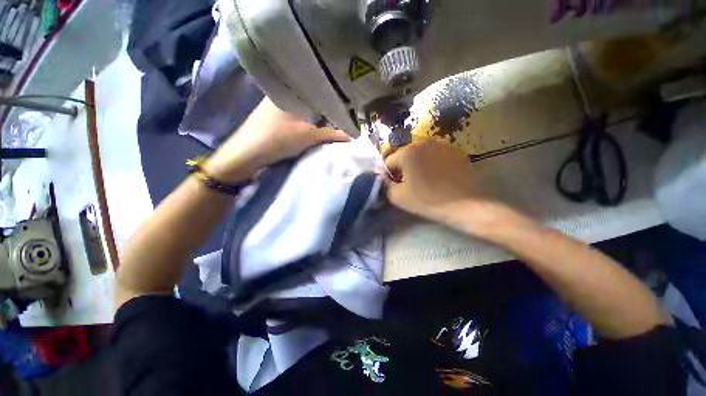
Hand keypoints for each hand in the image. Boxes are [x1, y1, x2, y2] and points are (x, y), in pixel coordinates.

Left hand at [203, 98, 348, 182]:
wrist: (246, 155)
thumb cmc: (277, 139)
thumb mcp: (308, 136)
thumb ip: (331, 134)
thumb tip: (352, 136)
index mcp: (288, 89)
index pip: (316, 88)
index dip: (332, 95)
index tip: (347, 102)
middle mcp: (282, 93)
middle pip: (311, 99)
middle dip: (326, 107)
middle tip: (343, 113)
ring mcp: (277, 106)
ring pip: (304, 108)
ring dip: (317, 116)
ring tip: (333, 119)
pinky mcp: (275, 119)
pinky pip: (298, 116)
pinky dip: (308, 121)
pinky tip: (317, 125)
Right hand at [385, 138, 516, 234]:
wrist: (465, 205)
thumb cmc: (427, 200)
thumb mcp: (398, 196)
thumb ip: (384, 184)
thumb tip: (382, 176)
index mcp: (407, 152)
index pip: (388, 161)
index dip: (389, 175)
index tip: (396, 187)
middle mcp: (423, 142)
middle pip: (404, 156)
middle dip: (403, 169)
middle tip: (409, 185)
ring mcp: (441, 145)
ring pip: (420, 155)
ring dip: (417, 166)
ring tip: (425, 182)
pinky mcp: (455, 151)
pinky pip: (435, 156)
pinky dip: (432, 165)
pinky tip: (438, 178)